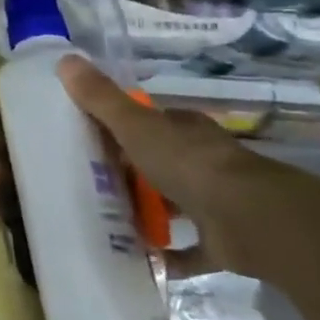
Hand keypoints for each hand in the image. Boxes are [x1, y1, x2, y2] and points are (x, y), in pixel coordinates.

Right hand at [57, 55, 319, 279]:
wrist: (255, 221)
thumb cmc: (190, 164)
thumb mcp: (136, 126)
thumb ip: (101, 98)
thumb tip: (65, 59)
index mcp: (184, 131)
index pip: (148, 123)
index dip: (118, 127)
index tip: (85, 139)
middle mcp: (202, 161)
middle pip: (158, 163)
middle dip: (127, 173)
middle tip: (85, 183)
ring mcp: (216, 202)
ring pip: (174, 204)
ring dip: (146, 213)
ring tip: (103, 221)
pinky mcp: (223, 242)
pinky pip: (188, 249)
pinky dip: (167, 256)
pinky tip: (136, 260)